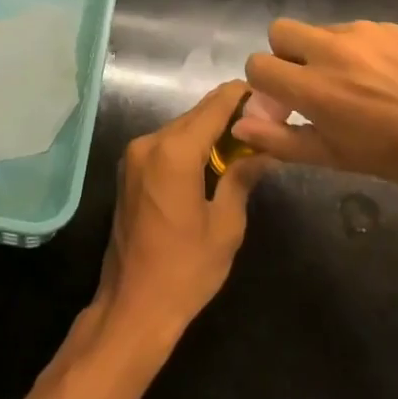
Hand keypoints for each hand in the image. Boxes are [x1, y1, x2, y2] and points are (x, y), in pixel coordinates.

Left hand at [90, 81, 265, 352]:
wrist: (132, 306)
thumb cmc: (185, 270)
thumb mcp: (226, 226)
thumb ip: (242, 178)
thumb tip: (264, 149)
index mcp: (174, 152)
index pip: (214, 107)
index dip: (241, 96)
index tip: (268, 93)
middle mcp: (149, 143)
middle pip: (195, 115)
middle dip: (228, 114)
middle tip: (264, 119)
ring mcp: (134, 155)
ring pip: (180, 128)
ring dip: (209, 130)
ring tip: (245, 138)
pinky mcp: (129, 170)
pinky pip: (166, 145)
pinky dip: (190, 145)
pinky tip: (214, 158)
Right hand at [239, 19, 397, 200]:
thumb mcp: (341, 159)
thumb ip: (284, 141)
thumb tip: (239, 126)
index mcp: (315, 87)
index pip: (258, 64)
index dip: (265, 85)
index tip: (286, 105)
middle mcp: (331, 49)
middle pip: (280, 31)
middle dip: (286, 56)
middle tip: (313, 86)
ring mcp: (363, 32)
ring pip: (320, 30)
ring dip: (323, 53)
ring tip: (359, 86)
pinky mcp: (390, 25)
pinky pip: (355, 31)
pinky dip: (358, 50)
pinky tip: (388, 78)